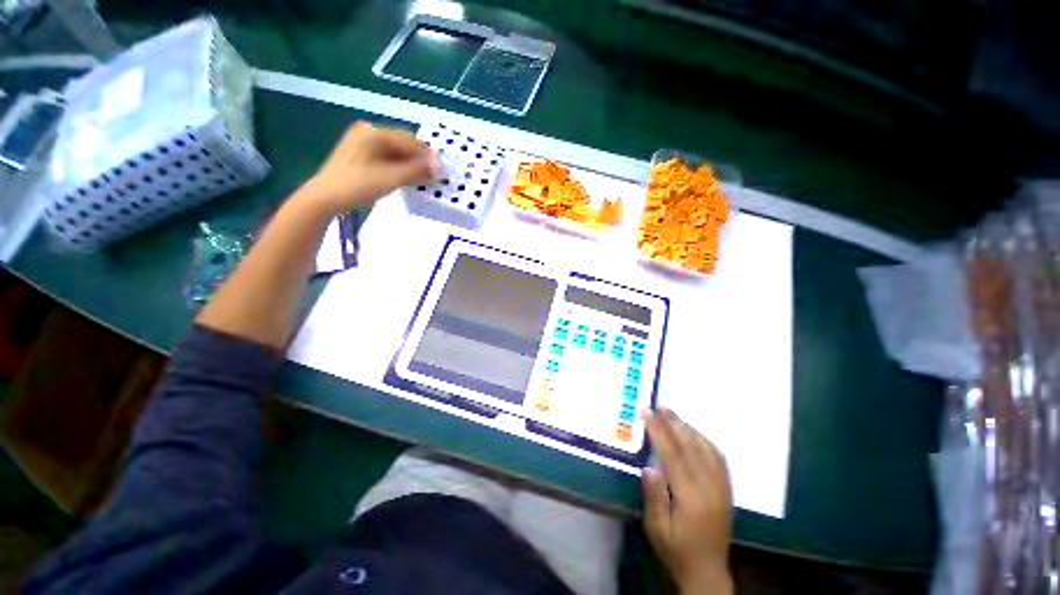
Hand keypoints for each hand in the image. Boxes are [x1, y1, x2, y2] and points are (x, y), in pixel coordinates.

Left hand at [299, 122, 434, 214]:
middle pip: (403, 144)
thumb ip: (417, 171)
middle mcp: (369, 132)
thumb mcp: (392, 178)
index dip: (428, 156)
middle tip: (432, 177)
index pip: (410, 141)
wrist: (325, 197)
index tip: (441, 172)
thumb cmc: (359, 185)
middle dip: (419, 160)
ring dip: (410, 164)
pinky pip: (386, 157)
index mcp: (375, 133)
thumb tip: (438, 167)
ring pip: (395, 151)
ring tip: (421, 179)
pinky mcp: (359, 154)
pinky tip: (405, 177)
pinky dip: (398, 166)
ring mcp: (362, 142)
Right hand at [643, 409, 733, 594]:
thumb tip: (649, 466)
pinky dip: (705, 441)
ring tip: (673, 415)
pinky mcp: (727, 490)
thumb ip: (653, 497)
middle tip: (659, 406)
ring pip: (707, 449)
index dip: (658, 431)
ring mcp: (722, 488)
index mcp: (691, 497)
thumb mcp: (656, 528)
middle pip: (690, 447)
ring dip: (689, 428)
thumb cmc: (676, 549)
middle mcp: (710, 488)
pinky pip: (719, 458)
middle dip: (673, 423)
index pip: (672, 455)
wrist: (707, 571)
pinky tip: (695, 434)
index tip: (647, 413)